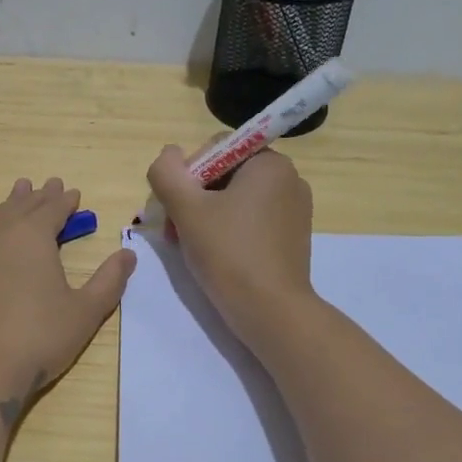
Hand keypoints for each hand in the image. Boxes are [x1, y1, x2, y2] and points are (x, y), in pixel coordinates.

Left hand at [0, 177, 135, 461]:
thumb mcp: (84, 312)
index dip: (65, 200)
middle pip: (22, 207)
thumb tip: (128, 254)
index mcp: (34, 236)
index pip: (53, 209)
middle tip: (49, 185)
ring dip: (8, 204)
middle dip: (39, 196)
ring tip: (18, 191)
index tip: (73, 193)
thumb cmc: (37, 339)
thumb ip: (108, 280)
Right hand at [146, 146, 315, 351]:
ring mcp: (295, 209)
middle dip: (193, 200)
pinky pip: (252, 221)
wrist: (271, 311)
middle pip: (224, 175)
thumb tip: (168, 155)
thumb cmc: (228, 253)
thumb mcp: (186, 209)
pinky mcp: (293, 236)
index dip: (186, 176)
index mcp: (269, 162)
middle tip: (176, 233)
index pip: (214, 150)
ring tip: (192, 248)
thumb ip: (167, 173)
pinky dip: (229, 232)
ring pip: (235, 200)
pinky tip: (216, 257)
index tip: (175, 210)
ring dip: (206, 217)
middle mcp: (289, 178)